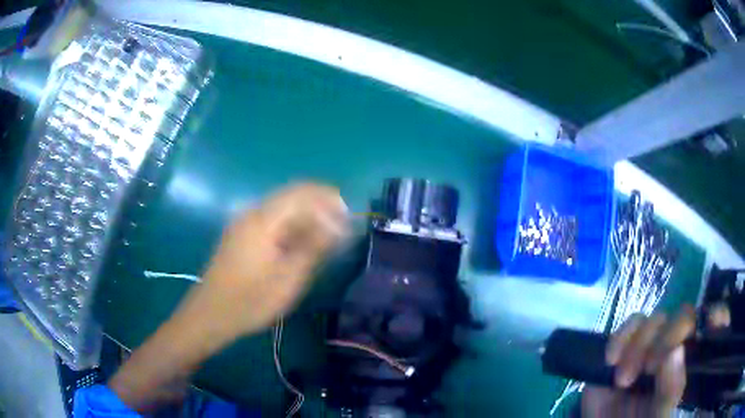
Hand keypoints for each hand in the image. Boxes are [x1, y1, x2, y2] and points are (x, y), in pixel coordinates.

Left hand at [109, 183, 347, 410]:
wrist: (210, 315)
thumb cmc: (249, 301)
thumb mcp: (288, 279)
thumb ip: (314, 247)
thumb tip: (339, 224)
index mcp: (263, 219)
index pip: (302, 192)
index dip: (329, 198)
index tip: (349, 216)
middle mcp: (252, 213)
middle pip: (292, 196)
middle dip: (320, 207)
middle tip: (341, 230)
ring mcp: (244, 224)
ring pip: (282, 209)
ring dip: (306, 217)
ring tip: (326, 239)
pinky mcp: (240, 236)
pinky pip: (272, 221)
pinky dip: (292, 227)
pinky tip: (300, 245)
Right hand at [581, 306, 695, 417]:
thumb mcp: (659, 414)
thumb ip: (671, 389)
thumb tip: (676, 351)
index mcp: (683, 358)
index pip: (692, 322)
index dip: (682, 327)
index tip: (661, 361)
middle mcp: (667, 346)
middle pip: (671, 317)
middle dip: (657, 342)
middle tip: (644, 372)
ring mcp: (644, 346)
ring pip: (647, 320)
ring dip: (635, 346)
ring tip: (622, 381)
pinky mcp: (621, 348)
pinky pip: (623, 329)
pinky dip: (617, 340)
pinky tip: (611, 362)